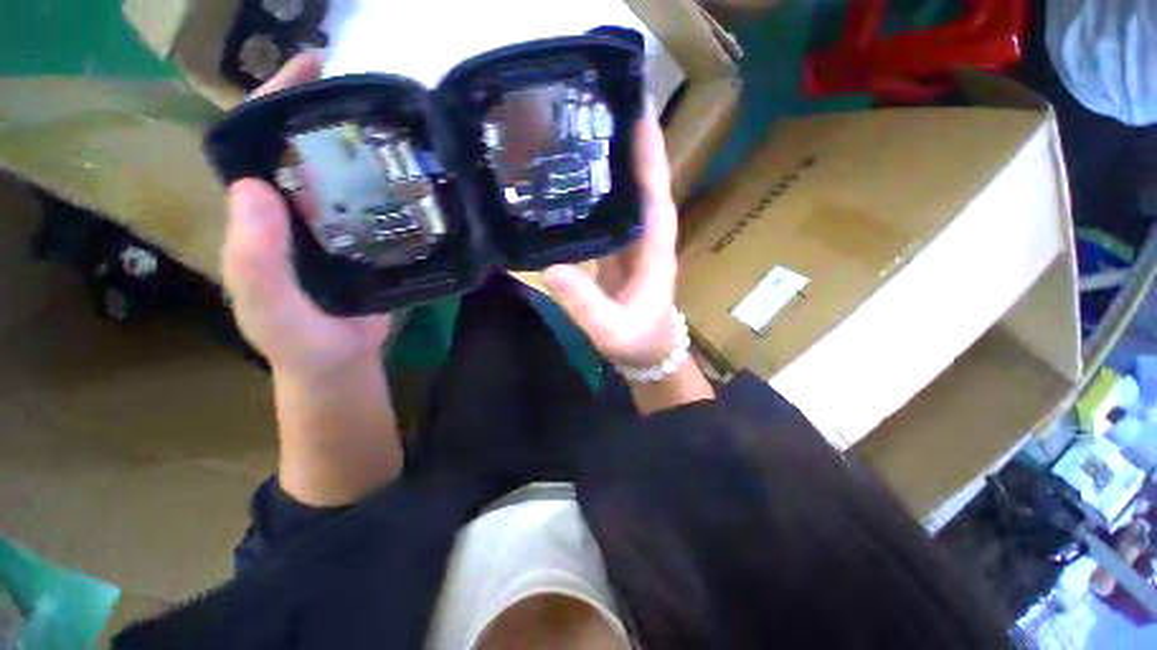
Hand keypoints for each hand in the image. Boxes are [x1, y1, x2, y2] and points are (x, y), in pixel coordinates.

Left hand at [223, 52, 391, 378]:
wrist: (341, 363)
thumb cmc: (299, 341)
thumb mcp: (268, 306)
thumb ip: (253, 259)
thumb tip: (252, 187)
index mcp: (261, 217)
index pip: (259, 146)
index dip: (277, 102)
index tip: (312, 68)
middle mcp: (296, 212)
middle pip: (309, 152)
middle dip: (332, 117)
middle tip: (372, 94)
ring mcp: (336, 227)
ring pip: (348, 177)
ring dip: (369, 150)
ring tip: (402, 130)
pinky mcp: (369, 243)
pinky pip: (379, 206)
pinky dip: (395, 189)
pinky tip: (418, 180)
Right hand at [544, 115, 679, 367]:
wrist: (647, 355)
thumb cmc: (637, 342)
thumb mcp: (610, 328)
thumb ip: (584, 303)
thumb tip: (551, 268)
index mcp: (655, 251)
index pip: (656, 195)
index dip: (651, 155)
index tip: (639, 113)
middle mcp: (647, 240)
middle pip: (643, 186)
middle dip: (631, 147)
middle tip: (605, 109)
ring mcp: (633, 246)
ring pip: (627, 198)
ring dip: (614, 167)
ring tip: (587, 134)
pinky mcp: (619, 254)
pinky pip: (611, 217)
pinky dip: (598, 197)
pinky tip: (576, 184)